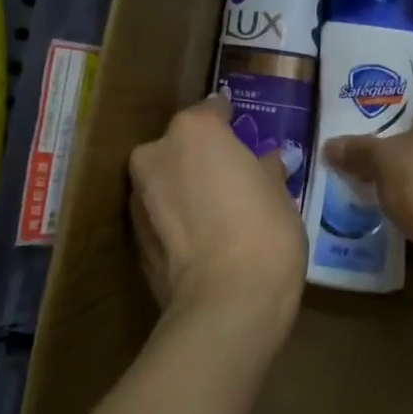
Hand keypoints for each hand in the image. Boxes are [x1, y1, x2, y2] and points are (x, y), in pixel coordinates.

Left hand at [128, 97, 306, 344]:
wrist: (227, 302)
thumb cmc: (264, 231)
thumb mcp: (279, 193)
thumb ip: (266, 169)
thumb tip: (267, 162)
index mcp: (194, 131)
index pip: (212, 110)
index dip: (230, 121)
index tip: (244, 134)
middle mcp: (156, 153)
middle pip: (181, 146)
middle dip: (202, 158)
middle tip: (232, 179)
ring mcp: (138, 197)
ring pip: (166, 181)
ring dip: (186, 189)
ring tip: (218, 213)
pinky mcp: (133, 238)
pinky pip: (161, 215)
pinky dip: (177, 219)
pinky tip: (203, 239)